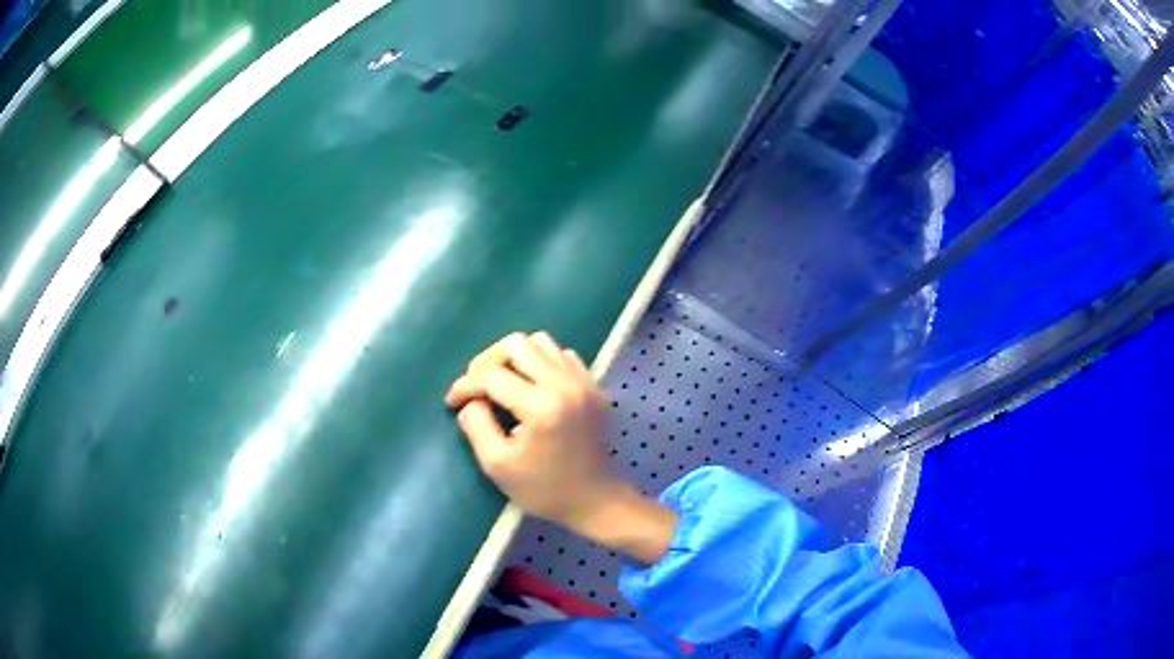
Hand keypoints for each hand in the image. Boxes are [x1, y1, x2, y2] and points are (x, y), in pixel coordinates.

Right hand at [446, 332, 676, 563]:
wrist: (595, 501)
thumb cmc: (544, 489)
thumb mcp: (497, 465)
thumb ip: (476, 425)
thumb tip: (470, 400)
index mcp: (541, 406)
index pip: (492, 376)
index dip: (465, 385)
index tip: (453, 401)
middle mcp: (565, 384)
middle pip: (517, 343)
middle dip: (489, 361)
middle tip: (478, 386)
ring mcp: (584, 382)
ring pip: (542, 343)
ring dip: (517, 358)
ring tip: (505, 383)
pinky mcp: (594, 387)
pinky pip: (563, 356)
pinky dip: (543, 363)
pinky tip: (534, 387)